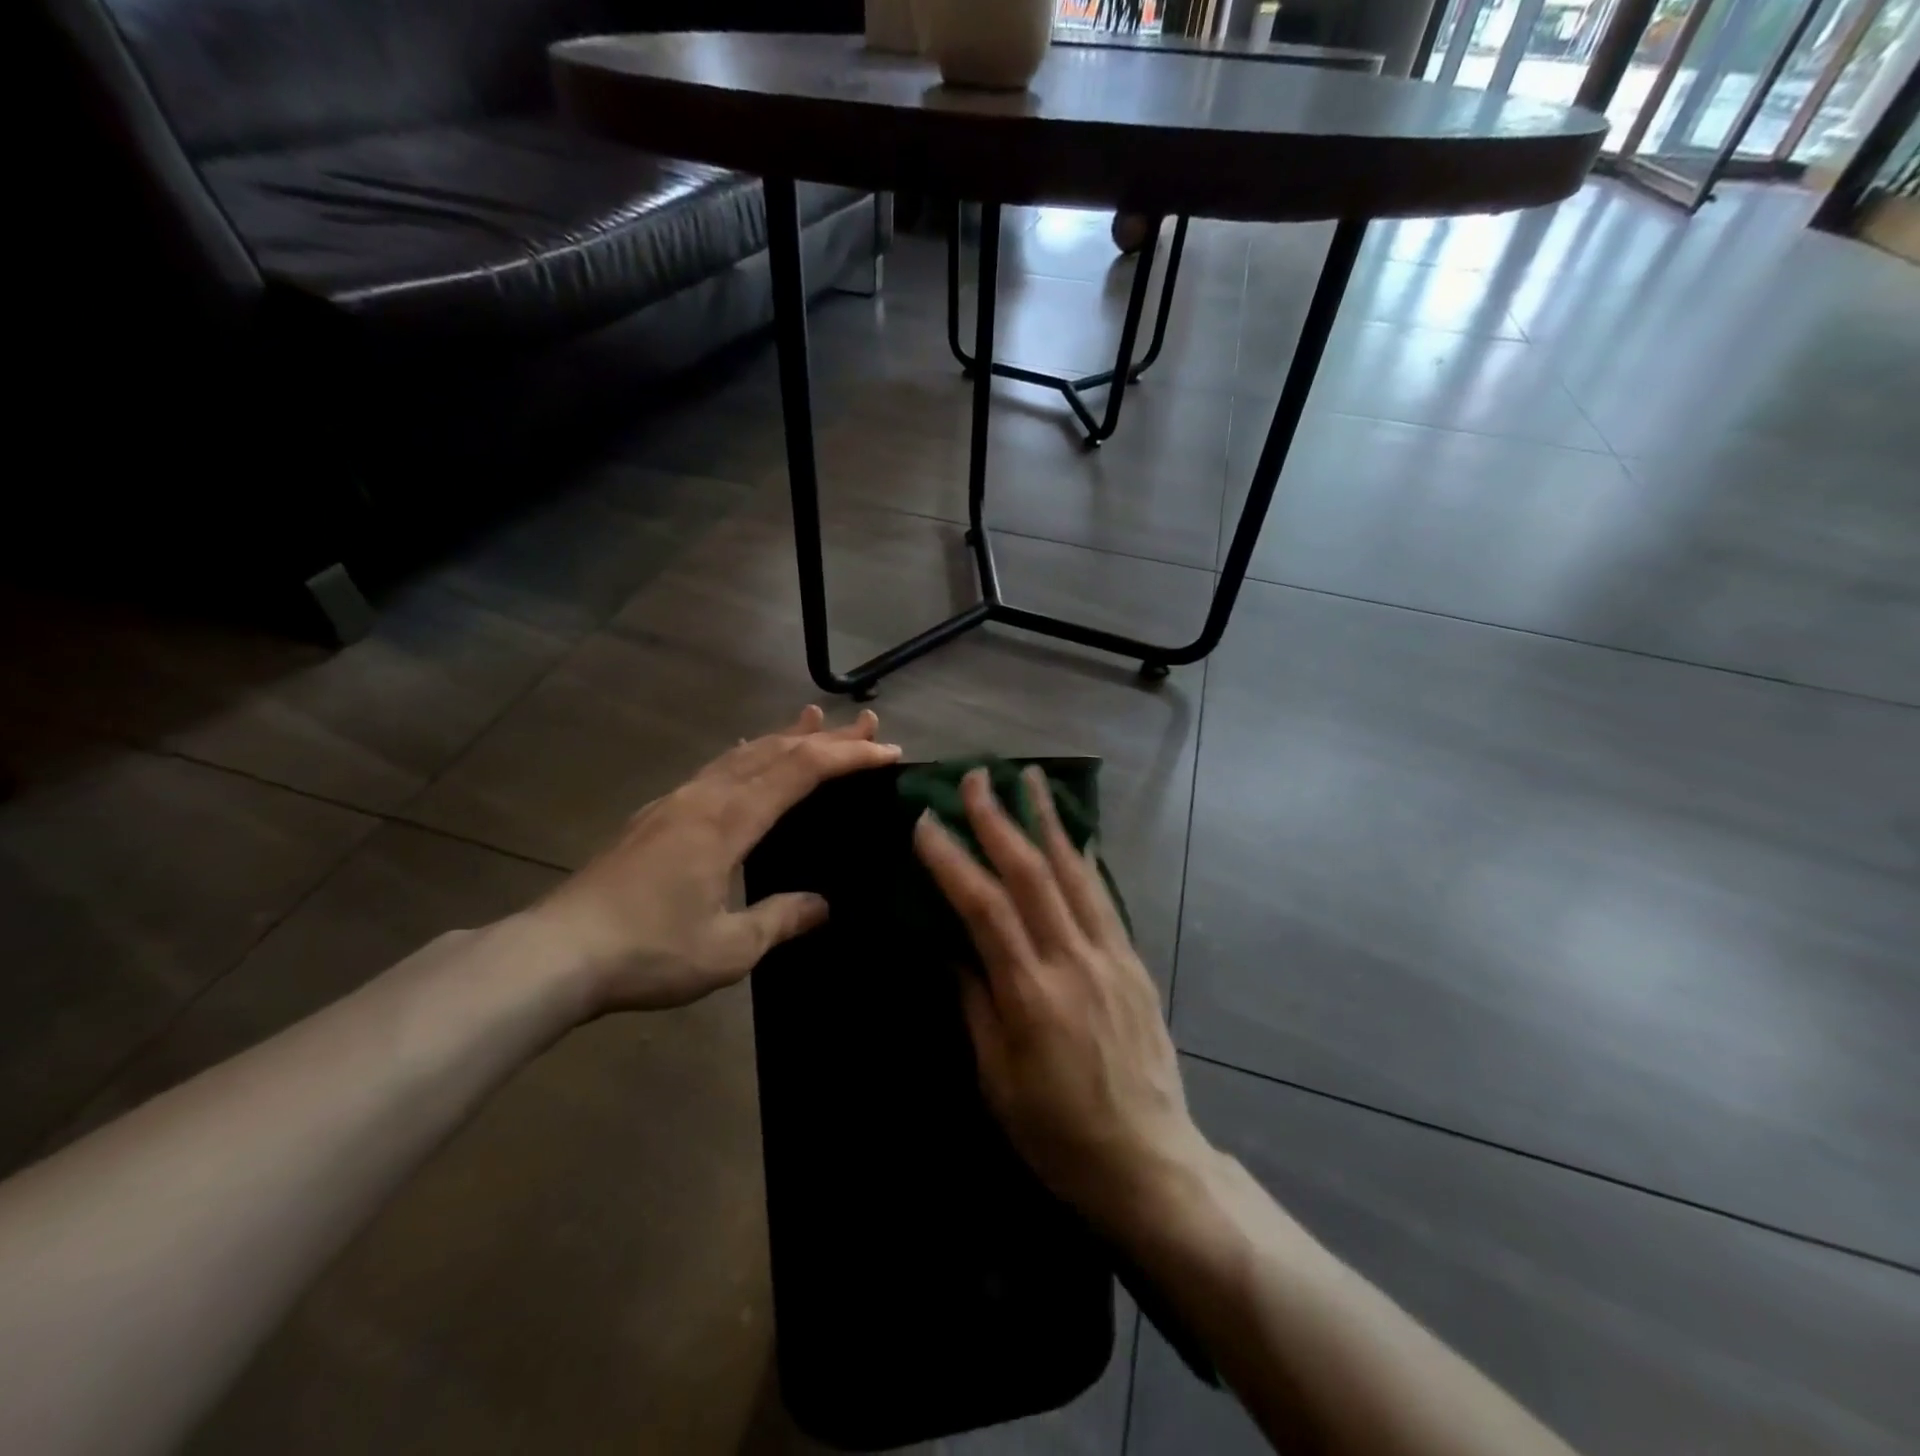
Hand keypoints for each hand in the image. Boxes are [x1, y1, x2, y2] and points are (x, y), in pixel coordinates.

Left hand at [525, 706, 900, 1013]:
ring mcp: (674, 802)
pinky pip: (715, 769)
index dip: (846, 756)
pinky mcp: (655, 817)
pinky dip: (747, 755)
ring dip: (784, 736)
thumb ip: (781, 919)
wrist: (556, 953)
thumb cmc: (648, 951)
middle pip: (774, 750)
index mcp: (728, 820)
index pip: (800, 771)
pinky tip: (745, 756)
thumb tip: (823, 904)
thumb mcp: (728, 947)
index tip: (885, 751)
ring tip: (813, 718)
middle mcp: (704, 797)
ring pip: (741, 754)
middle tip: (866, 723)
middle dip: (825, 736)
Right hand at [913, 766, 1211, 1228]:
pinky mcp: (1133, 963)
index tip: (926, 822)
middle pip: (1031, 874)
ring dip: (1047, 821)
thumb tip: (952, 949)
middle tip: (976, 777)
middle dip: (998, 820)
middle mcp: (1073, 961)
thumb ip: (975, 1004)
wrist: (1150, 1162)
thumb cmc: (1058, 1134)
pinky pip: (1104, 897)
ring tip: (1030, 779)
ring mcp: (1110, 957)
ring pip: (1074, 872)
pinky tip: (1075, 834)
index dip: (951, 860)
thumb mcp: (997, 1080)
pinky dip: (1085, 859)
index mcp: (1031, 994)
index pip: (983, 907)